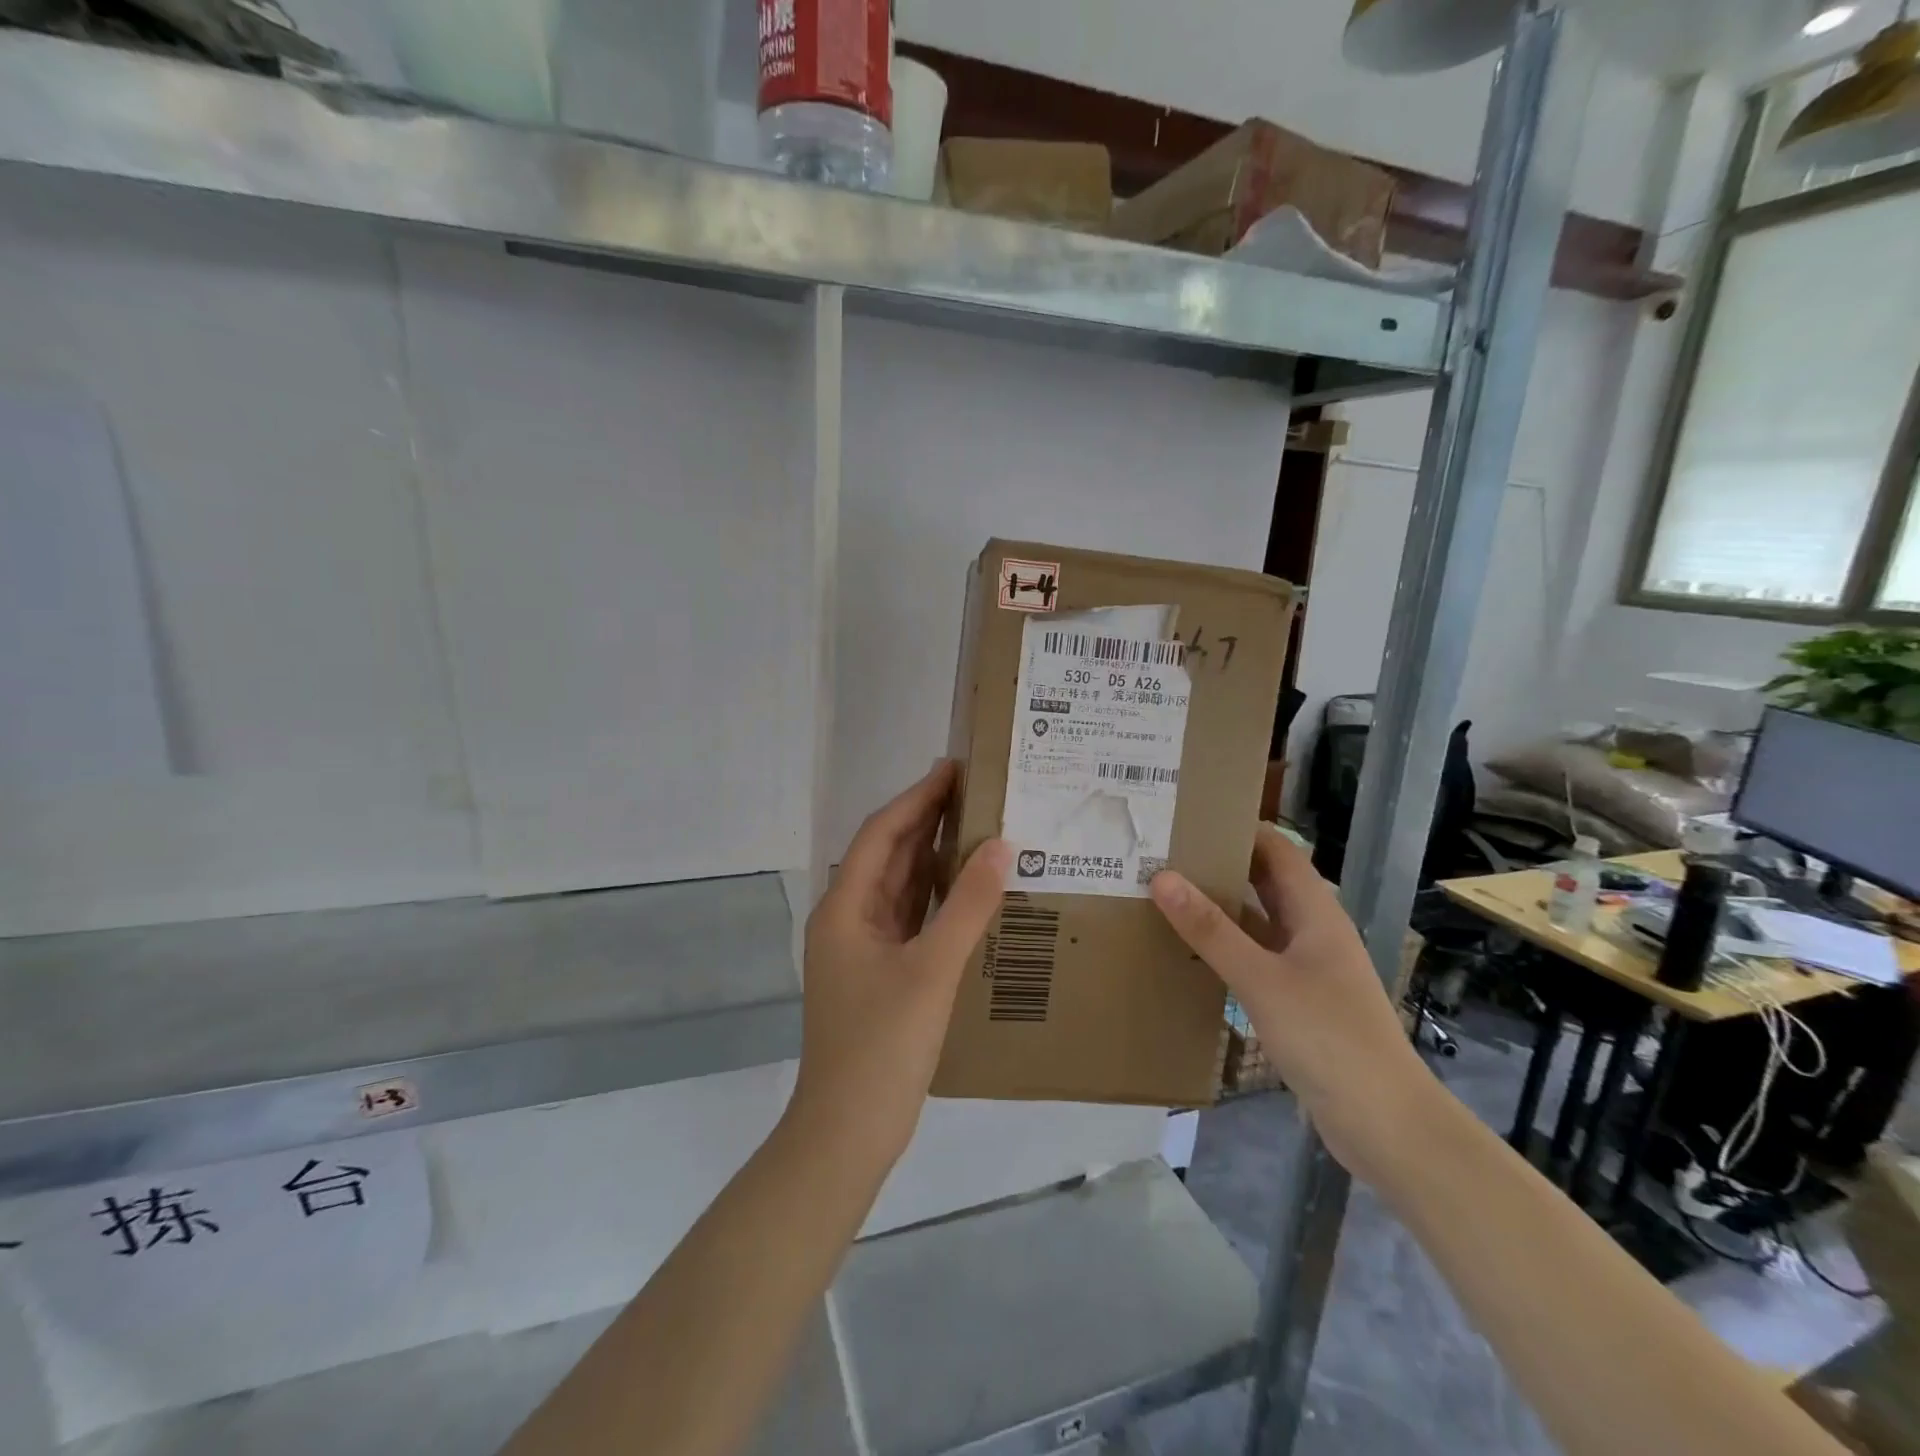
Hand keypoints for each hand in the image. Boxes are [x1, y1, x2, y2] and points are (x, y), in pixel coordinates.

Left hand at [789, 762, 1010, 1167]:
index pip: (882, 834)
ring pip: (899, 887)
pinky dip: (935, 897)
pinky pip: (909, 919)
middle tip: (974, 790)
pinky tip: (967, 889)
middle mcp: (848, 919)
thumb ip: (966, 906)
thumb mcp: (931, 971)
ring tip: (977, 826)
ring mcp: (862, 949)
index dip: (917, 798)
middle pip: (888, 855)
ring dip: (932, 856)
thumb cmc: (882, 1047)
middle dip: (926, 820)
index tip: (954, 768)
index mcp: (845, 908)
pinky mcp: (880, 974)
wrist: (848, 1133)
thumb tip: (1000, 845)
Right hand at [1150, 828, 1435, 1181]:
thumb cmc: (1329, 1038)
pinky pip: (1256, 958)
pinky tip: (1190, 952)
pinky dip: (1226, 948)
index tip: (1189, 816)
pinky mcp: (1298, 1001)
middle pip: (1265, 882)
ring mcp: (1307, 968)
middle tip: (1164, 853)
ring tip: (1165, 895)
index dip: (1240, 828)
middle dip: (1221, 865)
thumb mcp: (1262, 979)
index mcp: (1316, 912)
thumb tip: (1163, 877)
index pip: (1278, 850)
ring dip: (1220, 908)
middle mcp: (1313, 931)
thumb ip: (1211, 930)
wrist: (1384, 1123)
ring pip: (1258, 922)